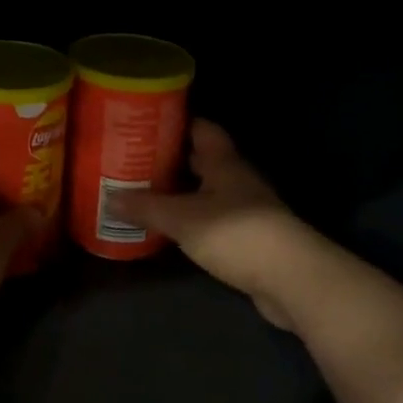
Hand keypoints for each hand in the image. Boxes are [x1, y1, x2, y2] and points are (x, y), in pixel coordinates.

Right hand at [116, 120, 313, 331]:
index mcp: (224, 162)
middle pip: (202, 160)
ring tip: (144, 193)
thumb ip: (145, 207)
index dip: (176, 122)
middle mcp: (237, 179)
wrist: (293, 281)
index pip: (201, 128)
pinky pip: (213, 220)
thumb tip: (109, 198)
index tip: (146, 122)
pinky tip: (170, 228)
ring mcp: (247, 210)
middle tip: (134, 159)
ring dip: (181, 192)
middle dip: (171, 158)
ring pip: (207, 191)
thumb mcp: (182, 218)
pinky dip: (192, 220)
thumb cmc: (236, 233)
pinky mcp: (250, 239)